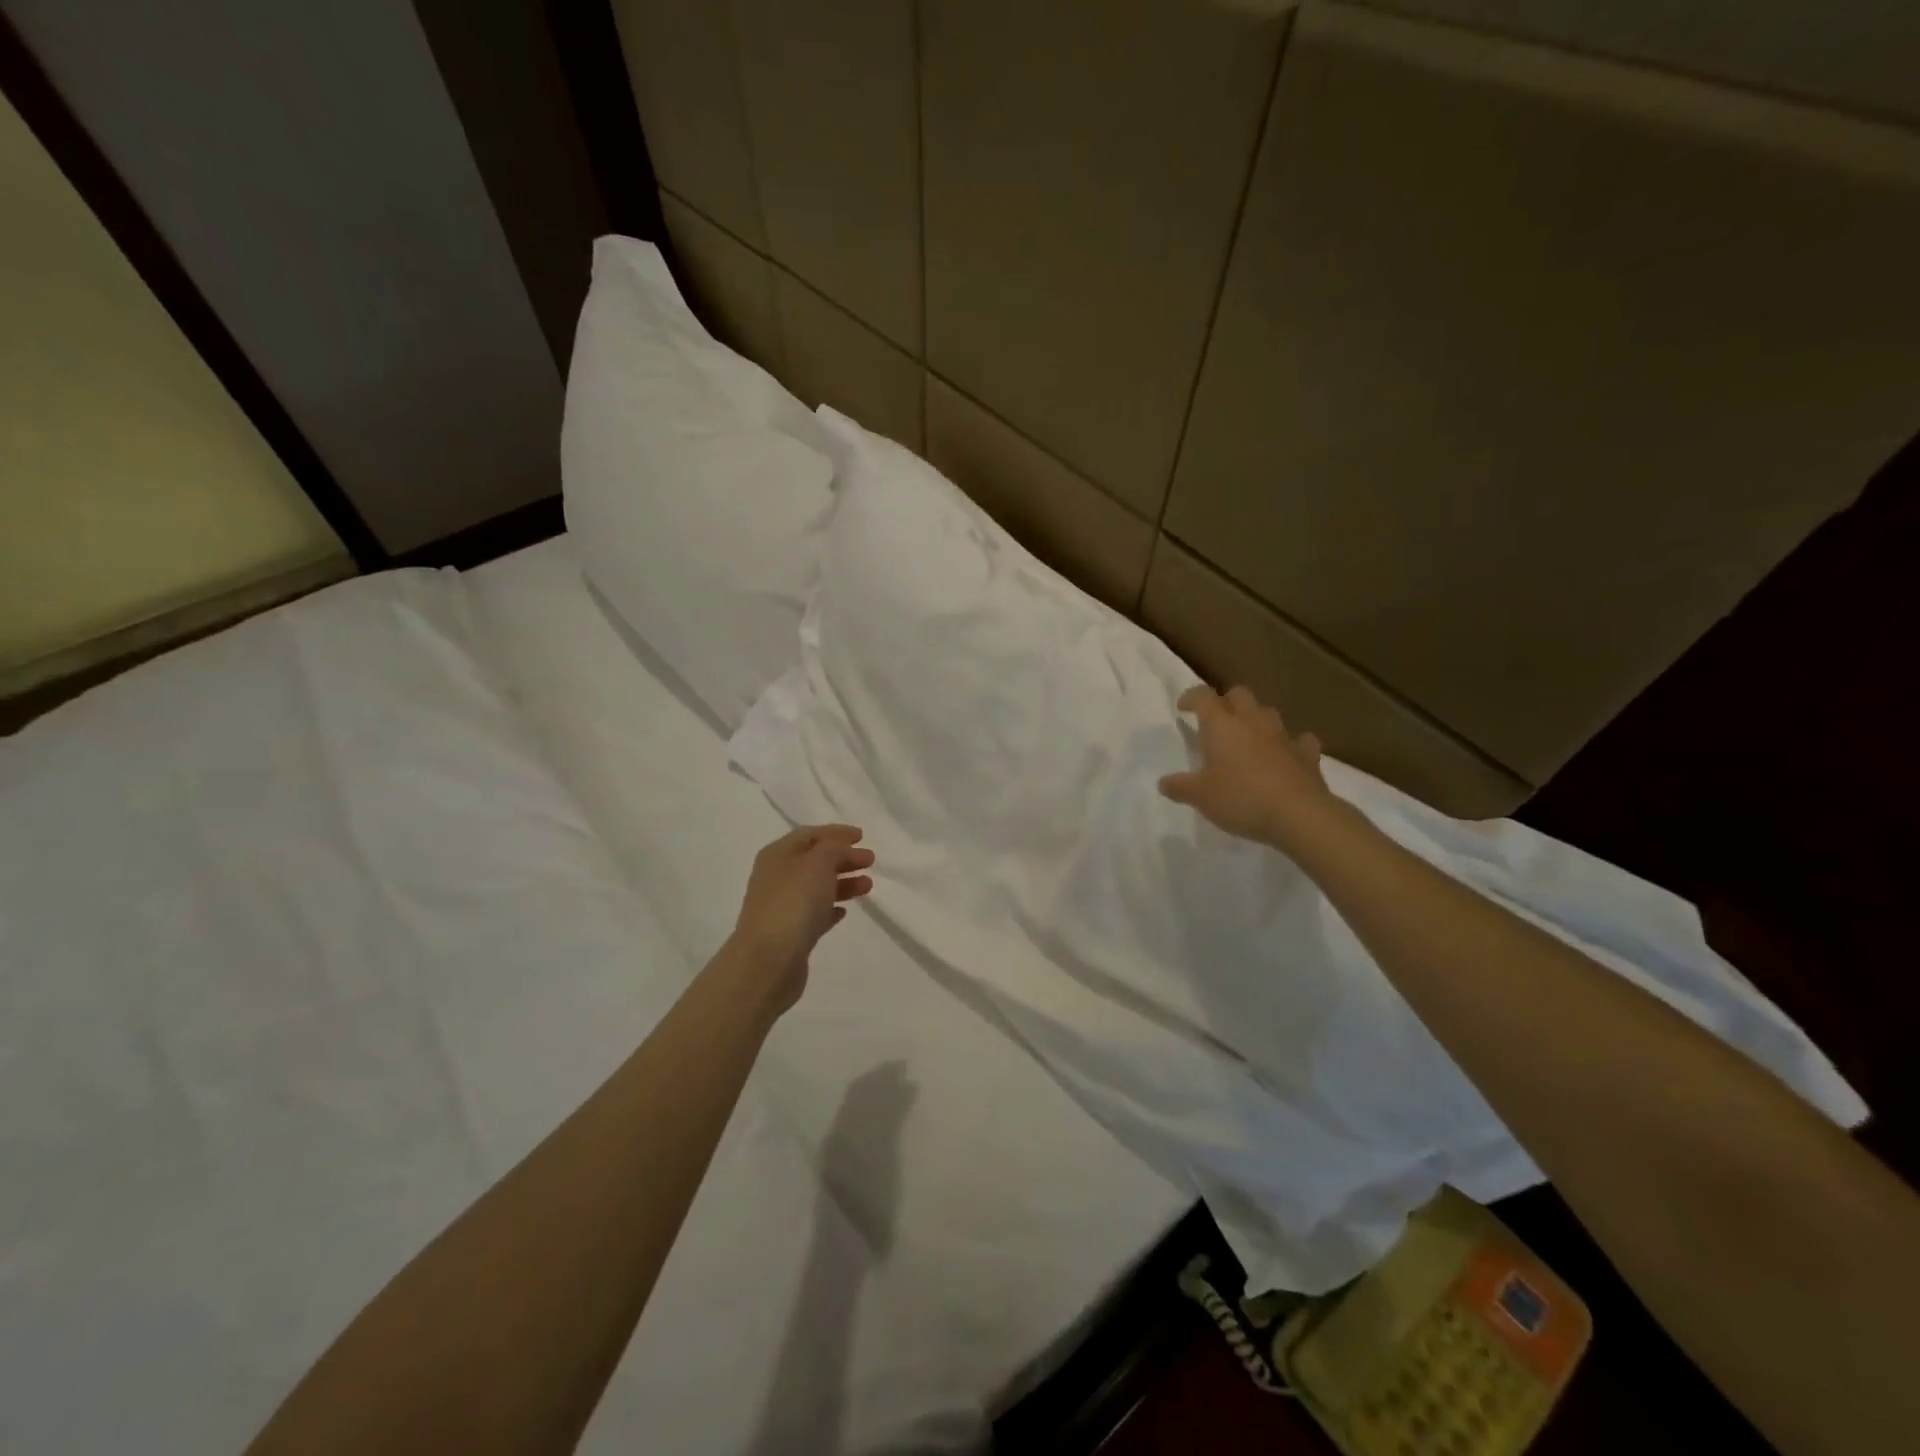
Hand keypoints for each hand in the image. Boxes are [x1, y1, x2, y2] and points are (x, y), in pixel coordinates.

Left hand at [725, 825, 874, 1016]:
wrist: (768, 961)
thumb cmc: (794, 903)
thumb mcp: (818, 863)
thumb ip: (833, 849)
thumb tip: (839, 850)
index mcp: (778, 854)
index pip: (809, 835)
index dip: (836, 833)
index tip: (862, 837)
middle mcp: (777, 877)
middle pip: (814, 861)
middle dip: (843, 858)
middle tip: (871, 861)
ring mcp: (782, 906)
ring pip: (817, 887)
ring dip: (843, 883)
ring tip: (868, 886)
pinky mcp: (790, 933)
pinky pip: (814, 914)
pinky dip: (830, 908)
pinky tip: (845, 912)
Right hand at [1158, 685, 1334, 848]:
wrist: (1299, 815)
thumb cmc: (1241, 798)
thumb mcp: (1200, 797)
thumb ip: (1180, 787)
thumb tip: (1163, 783)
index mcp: (1222, 726)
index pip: (1203, 696)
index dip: (1191, 697)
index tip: (1183, 708)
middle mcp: (1252, 722)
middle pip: (1239, 694)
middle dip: (1226, 702)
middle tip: (1216, 722)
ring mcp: (1283, 736)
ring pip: (1268, 712)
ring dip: (1256, 719)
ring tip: (1248, 737)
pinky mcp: (1308, 755)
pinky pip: (1300, 740)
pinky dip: (1291, 743)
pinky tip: (1286, 755)